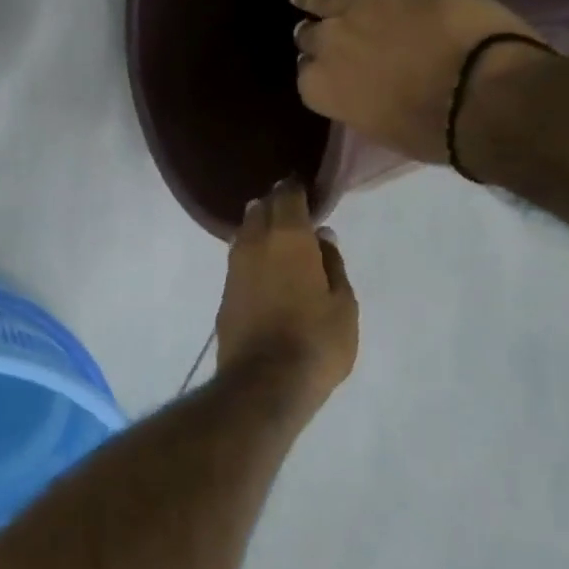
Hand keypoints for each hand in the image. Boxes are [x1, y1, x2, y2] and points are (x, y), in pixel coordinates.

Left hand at [214, 179, 358, 409]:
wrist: (265, 381)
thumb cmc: (316, 340)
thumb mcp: (343, 303)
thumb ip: (332, 264)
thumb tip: (322, 236)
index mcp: (288, 237)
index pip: (287, 196)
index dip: (295, 188)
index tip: (305, 187)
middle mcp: (255, 242)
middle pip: (261, 209)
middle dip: (276, 205)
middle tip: (294, 211)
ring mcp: (234, 266)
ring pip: (245, 232)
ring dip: (260, 228)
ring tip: (280, 236)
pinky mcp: (224, 290)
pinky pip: (239, 258)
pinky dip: (252, 253)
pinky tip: (264, 265)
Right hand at [291, 0, 551, 164]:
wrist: (480, 92)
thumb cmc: (436, 129)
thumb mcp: (384, 129)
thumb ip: (359, 104)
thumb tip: (360, 88)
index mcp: (324, 89)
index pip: (306, 77)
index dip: (316, 72)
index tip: (322, 70)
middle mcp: (329, 46)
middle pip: (311, 37)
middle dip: (311, 36)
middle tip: (310, 32)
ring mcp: (357, 9)